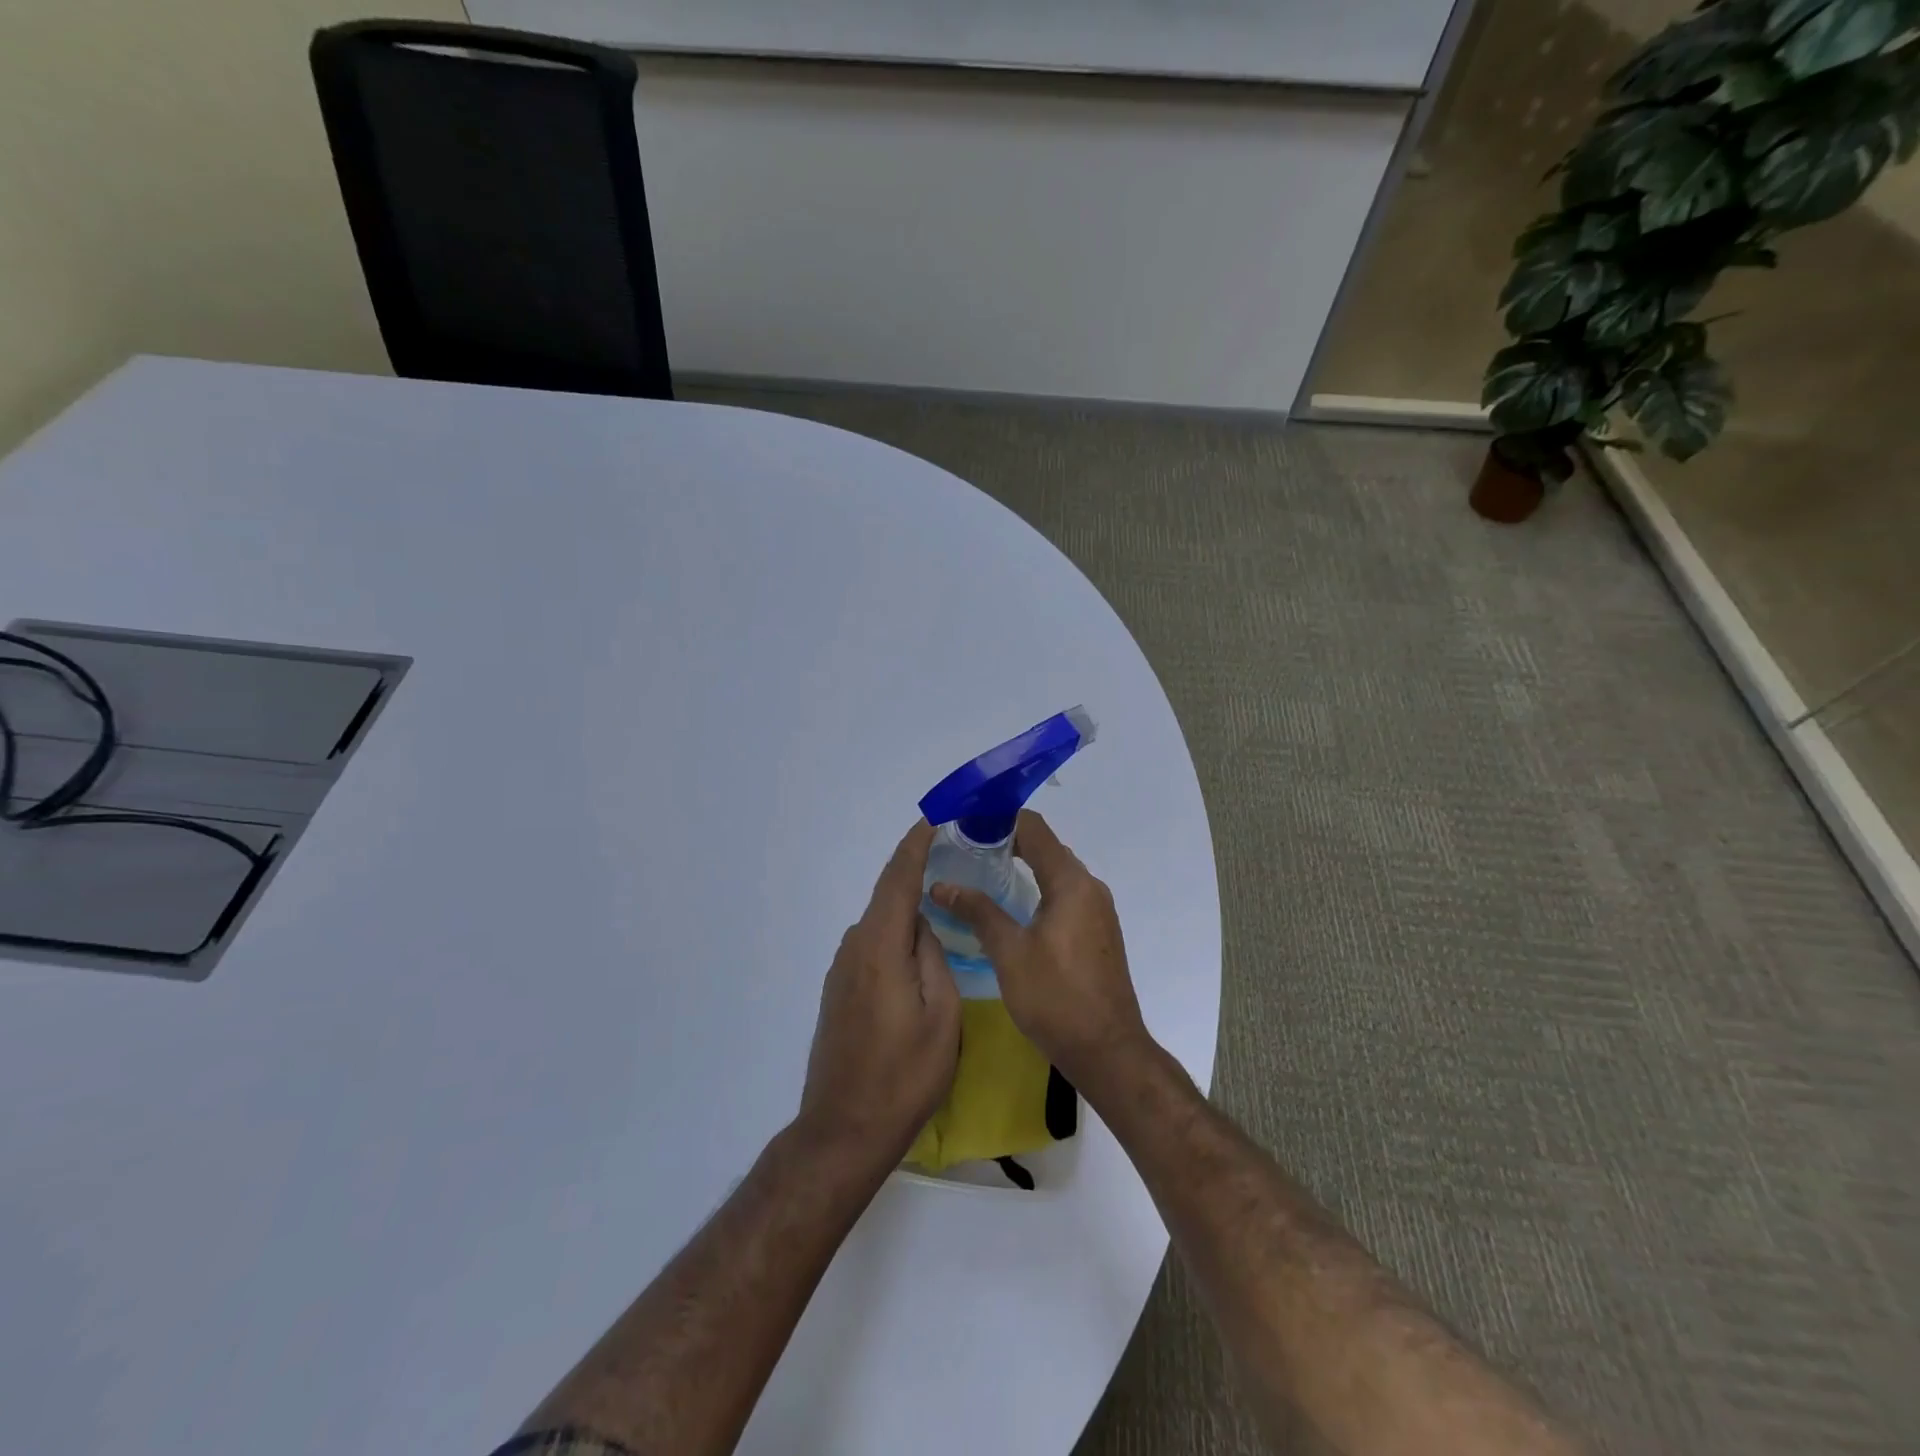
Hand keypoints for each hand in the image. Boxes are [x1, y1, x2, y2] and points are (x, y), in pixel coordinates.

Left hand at [796, 820, 960, 1172]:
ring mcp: (841, 971)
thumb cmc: (904, 1076)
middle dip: (917, 872)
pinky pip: (873, 947)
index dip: (915, 844)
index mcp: (879, 947)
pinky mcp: (839, 992)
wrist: (844, 1130)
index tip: (935, 817)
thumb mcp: (942, 1016)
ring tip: (946, 906)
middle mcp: (854, 948)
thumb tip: (923, 927)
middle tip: (955, 859)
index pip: (897, 879)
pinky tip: (918, 951)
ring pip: (881, 925)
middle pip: (888, 897)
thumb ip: (934, 958)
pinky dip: (896, 936)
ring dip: (908, 909)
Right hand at [930, 810, 1150, 1093]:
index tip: (965, 823)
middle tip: (964, 849)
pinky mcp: (1097, 932)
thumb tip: (942, 885)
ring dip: (1022, 866)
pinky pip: (1064, 895)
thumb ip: (978, 912)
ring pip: (1055, 872)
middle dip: (1006, 842)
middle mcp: (1089, 887)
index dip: (999, 819)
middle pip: (1045, 847)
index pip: (1034, 829)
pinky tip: (1010, 907)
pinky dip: (1037, 889)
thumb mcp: (1010, 953)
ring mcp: (1097, 911)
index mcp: (1071, 883)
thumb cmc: (1056, 998)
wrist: (1108, 1051)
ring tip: (980, 873)